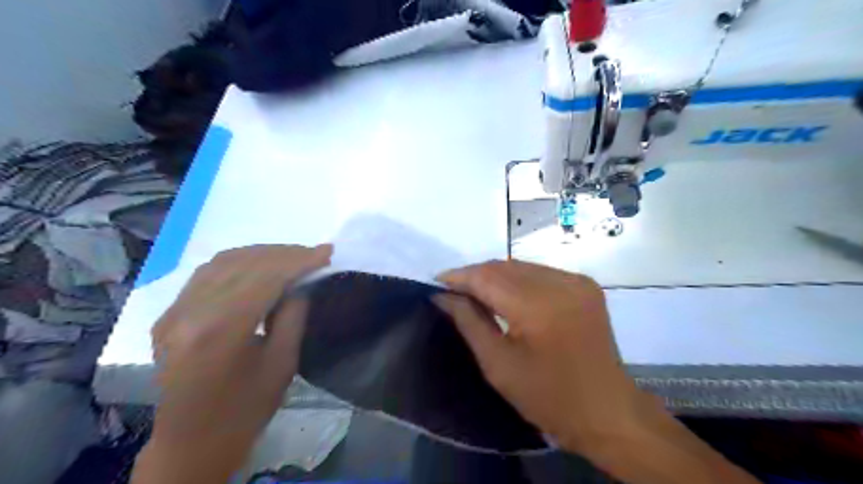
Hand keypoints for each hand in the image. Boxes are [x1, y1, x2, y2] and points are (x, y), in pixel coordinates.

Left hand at [132, 246, 331, 483]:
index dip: (300, 260)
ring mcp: (172, 312)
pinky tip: (260, 266)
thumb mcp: (283, 364)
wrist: (191, 443)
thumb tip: (301, 282)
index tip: (327, 252)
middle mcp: (188, 313)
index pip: (265, 277)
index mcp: (219, 332)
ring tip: (292, 257)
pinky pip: (207, 274)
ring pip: (223, 262)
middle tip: (314, 254)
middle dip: (284, 254)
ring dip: (262, 254)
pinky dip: (239, 263)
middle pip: (244, 264)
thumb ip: (292, 315)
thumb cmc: (245, 410)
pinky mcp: (168, 315)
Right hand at [435, 262, 756, 482]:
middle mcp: (561, 283)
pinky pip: (540, 273)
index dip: (459, 277)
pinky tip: (506, 295)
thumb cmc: (548, 397)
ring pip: (521, 266)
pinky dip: (517, 280)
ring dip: (495, 276)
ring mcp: (577, 281)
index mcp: (539, 306)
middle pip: (504, 266)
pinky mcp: (585, 285)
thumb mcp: (498, 364)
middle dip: (475, 275)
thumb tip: (443, 296)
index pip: (488, 277)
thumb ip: (469, 322)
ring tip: (474, 293)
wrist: (608, 412)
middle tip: (453, 291)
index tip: (436, 283)